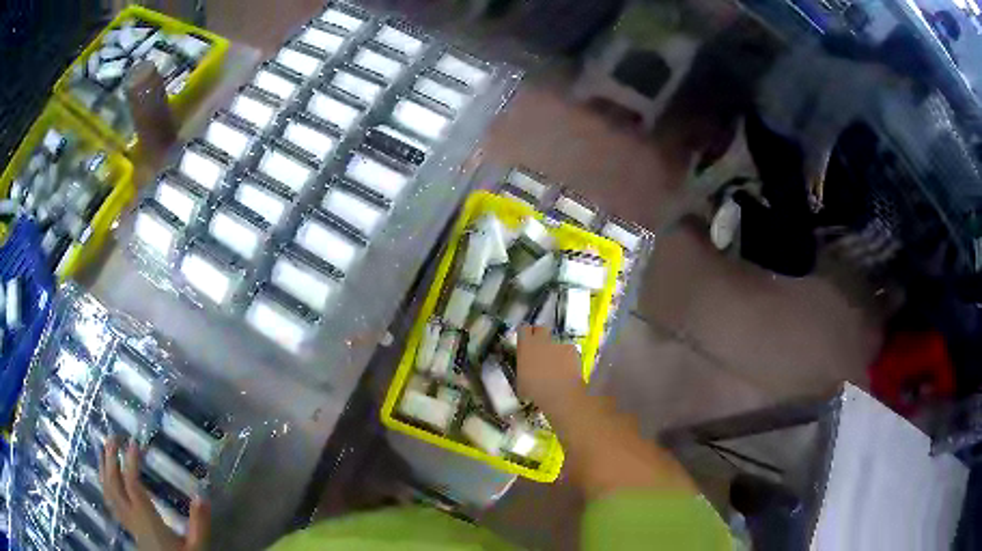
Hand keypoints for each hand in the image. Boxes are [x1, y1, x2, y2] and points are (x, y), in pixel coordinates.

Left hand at [100, 438, 209, 550]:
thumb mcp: (196, 547)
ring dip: (104, 469)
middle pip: (113, 484)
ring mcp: (127, 522)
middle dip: (110, 459)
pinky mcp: (127, 527)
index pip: (132, 485)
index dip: (130, 462)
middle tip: (113, 438)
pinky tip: (106, 479)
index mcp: (146, 519)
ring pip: (108, 492)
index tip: (134, 443)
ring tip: (104, 451)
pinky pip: (110, 501)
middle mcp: (131, 517)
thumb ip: (199, 524)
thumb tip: (201, 495)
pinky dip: (105, 485)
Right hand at [516, 325, 584, 407]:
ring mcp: (558, 343)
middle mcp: (542, 340)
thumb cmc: (536, 391)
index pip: (523, 329)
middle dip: (541, 335)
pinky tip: (567, 367)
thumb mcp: (521, 379)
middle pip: (541, 328)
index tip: (525, 339)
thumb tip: (525, 364)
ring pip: (556, 340)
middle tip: (540, 347)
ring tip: (556, 362)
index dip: (525, 333)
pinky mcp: (572, 349)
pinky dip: (567, 355)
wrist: (561, 393)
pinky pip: (568, 348)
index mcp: (526, 346)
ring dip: (554, 348)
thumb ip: (523, 365)